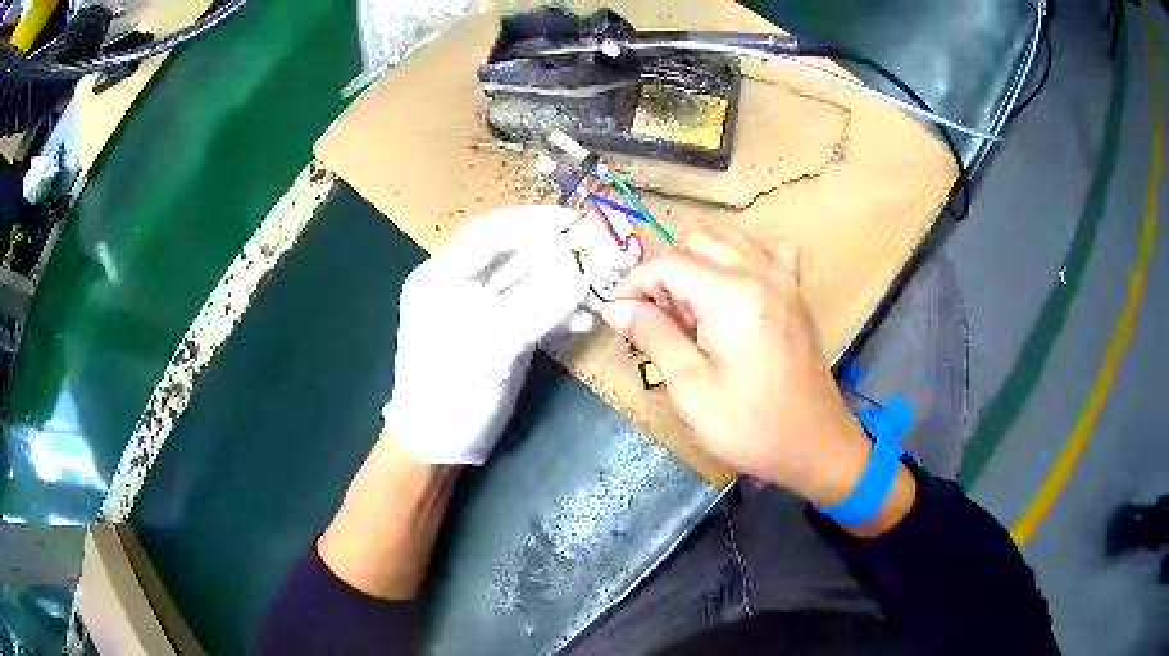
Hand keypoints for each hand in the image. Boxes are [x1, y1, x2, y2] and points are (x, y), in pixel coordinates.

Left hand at [383, 206, 591, 464]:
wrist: (436, 447)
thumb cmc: (450, 393)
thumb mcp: (491, 346)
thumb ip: (539, 306)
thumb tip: (585, 274)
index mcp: (440, 277)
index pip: (489, 233)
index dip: (533, 222)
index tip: (575, 219)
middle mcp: (458, 286)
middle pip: (511, 255)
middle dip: (556, 250)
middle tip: (598, 245)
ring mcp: (480, 312)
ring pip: (525, 282)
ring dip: (562, 281)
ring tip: (599, 281)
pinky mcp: (497, 335)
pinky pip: (531, 311)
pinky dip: (557, 311)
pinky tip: (584, 317)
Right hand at [600, 226, 873, 506]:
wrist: (814, 443)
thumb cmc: (750, 426)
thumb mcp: (692, 388)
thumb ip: (654, 336)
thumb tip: (616, 307)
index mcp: (731, 296)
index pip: (669, 264)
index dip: (635, 283)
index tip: (619, 312)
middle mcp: (760, 273)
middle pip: (698, 240)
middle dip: (668, 270)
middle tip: (662, 318)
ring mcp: (783, 278)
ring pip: (730, 236)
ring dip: (700, 259)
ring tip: (694, 306)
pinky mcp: (796, 292)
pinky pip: (767, 249)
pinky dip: (742, 255)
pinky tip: (735, 286)